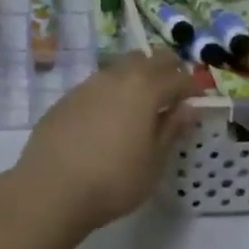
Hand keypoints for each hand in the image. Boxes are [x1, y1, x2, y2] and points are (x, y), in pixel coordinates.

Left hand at [12, 51, 195, 236]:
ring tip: (138, 108)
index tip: (196, 101)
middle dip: (165, 71)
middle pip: (148, 59)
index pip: (177, 77)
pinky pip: (97, 86)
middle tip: (171, 96)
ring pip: (120, 68)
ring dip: (135, 79)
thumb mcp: (154, 162)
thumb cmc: (114, 179)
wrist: (51, 188)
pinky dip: (110, 94)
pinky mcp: (66, 98)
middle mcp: (117, 76)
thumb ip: (171, 130)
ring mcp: (88, 84)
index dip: (190, 87)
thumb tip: (187, 108)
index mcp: (145, 88)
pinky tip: (106, 120)